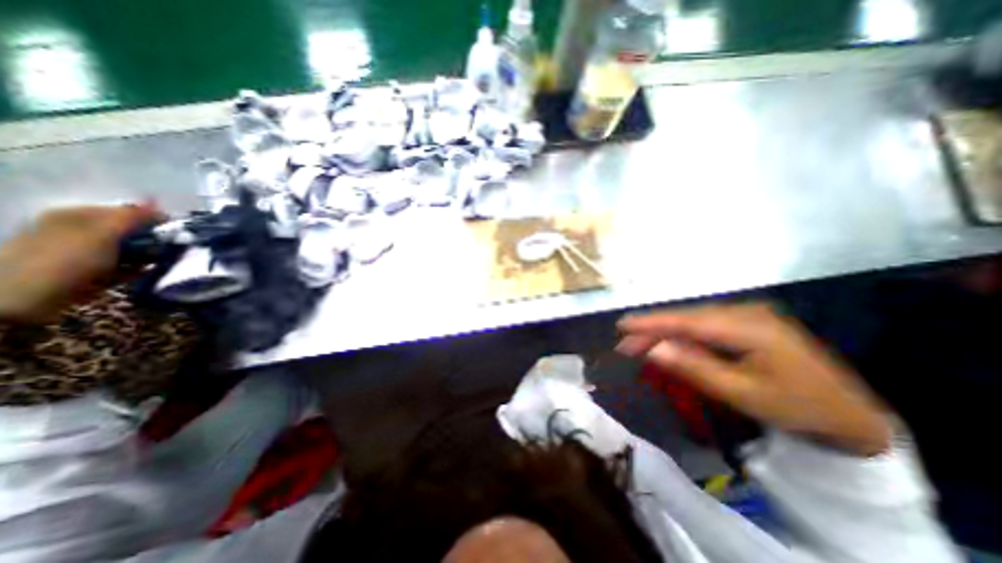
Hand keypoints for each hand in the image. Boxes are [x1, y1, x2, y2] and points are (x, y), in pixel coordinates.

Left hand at [1, 204, 159, 322]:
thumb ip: (132, 217)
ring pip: (129, 249)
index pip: (126, 211)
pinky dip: (139, 269)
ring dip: (149, 254)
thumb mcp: (102, 233)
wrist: (25, 298)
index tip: (177, 231)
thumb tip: (160, 205)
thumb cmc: (67, 259)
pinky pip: (123, 266)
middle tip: (174, 247)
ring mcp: (84, 252)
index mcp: (77, 215)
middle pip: (129, 231)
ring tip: (167, 260)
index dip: (153, 219)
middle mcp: (79, 230)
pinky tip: (151, 272)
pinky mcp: (90, 272)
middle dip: (153, 239)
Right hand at [620, 302, 891, 457]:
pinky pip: (705, 324)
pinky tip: (669, 341)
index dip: (652, 322)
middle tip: (625, 343)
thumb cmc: (795, 407)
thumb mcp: (741, 393)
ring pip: (693, 319)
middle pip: (687, 318)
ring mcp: (747, 313)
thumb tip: (654, 349)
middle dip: (653, 329)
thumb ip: (694, 367)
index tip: (622, 324)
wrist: (850, 415)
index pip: (688, 320)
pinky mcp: (746, 321)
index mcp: (749, 326)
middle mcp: (745, 311)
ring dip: (665, 331)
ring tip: (639, 343)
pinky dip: (682, 333)